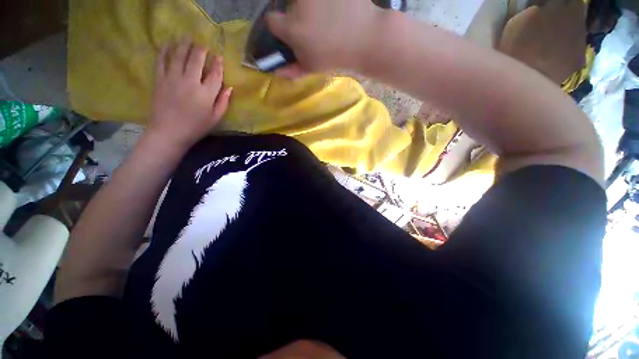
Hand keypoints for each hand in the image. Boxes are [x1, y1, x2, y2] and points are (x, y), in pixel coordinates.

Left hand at [148, 42, 231, 149]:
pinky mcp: (160, 79)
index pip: (214, 74)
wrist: (169, 132)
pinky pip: (161, 61)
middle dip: (201, 50)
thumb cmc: (196, 127)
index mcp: (206, 93)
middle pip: (196, 60)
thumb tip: (229, 88)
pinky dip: (165, 51)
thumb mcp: (215, 118)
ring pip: (179, 56)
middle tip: (203, 44)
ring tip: (187, 38)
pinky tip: (167, 44)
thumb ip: (223, 102)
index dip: (218, 64)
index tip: (219, 57)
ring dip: (184, 45)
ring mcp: (173, 78)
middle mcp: (190, 82)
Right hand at [266, 0, 382, 75]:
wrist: (365, 37)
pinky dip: (326, 4)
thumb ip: (292, 69)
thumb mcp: (312, 67)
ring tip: (327, 16)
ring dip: (309, 6)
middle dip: (296, 16)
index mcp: (292, 28)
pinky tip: (334, 10)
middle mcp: (298, 4)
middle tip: (313, 26)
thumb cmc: (336, 56)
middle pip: (288, 7)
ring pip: (303, 0)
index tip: (289, 33)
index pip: (271, 21)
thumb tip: (276, 71)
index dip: (279, 28)